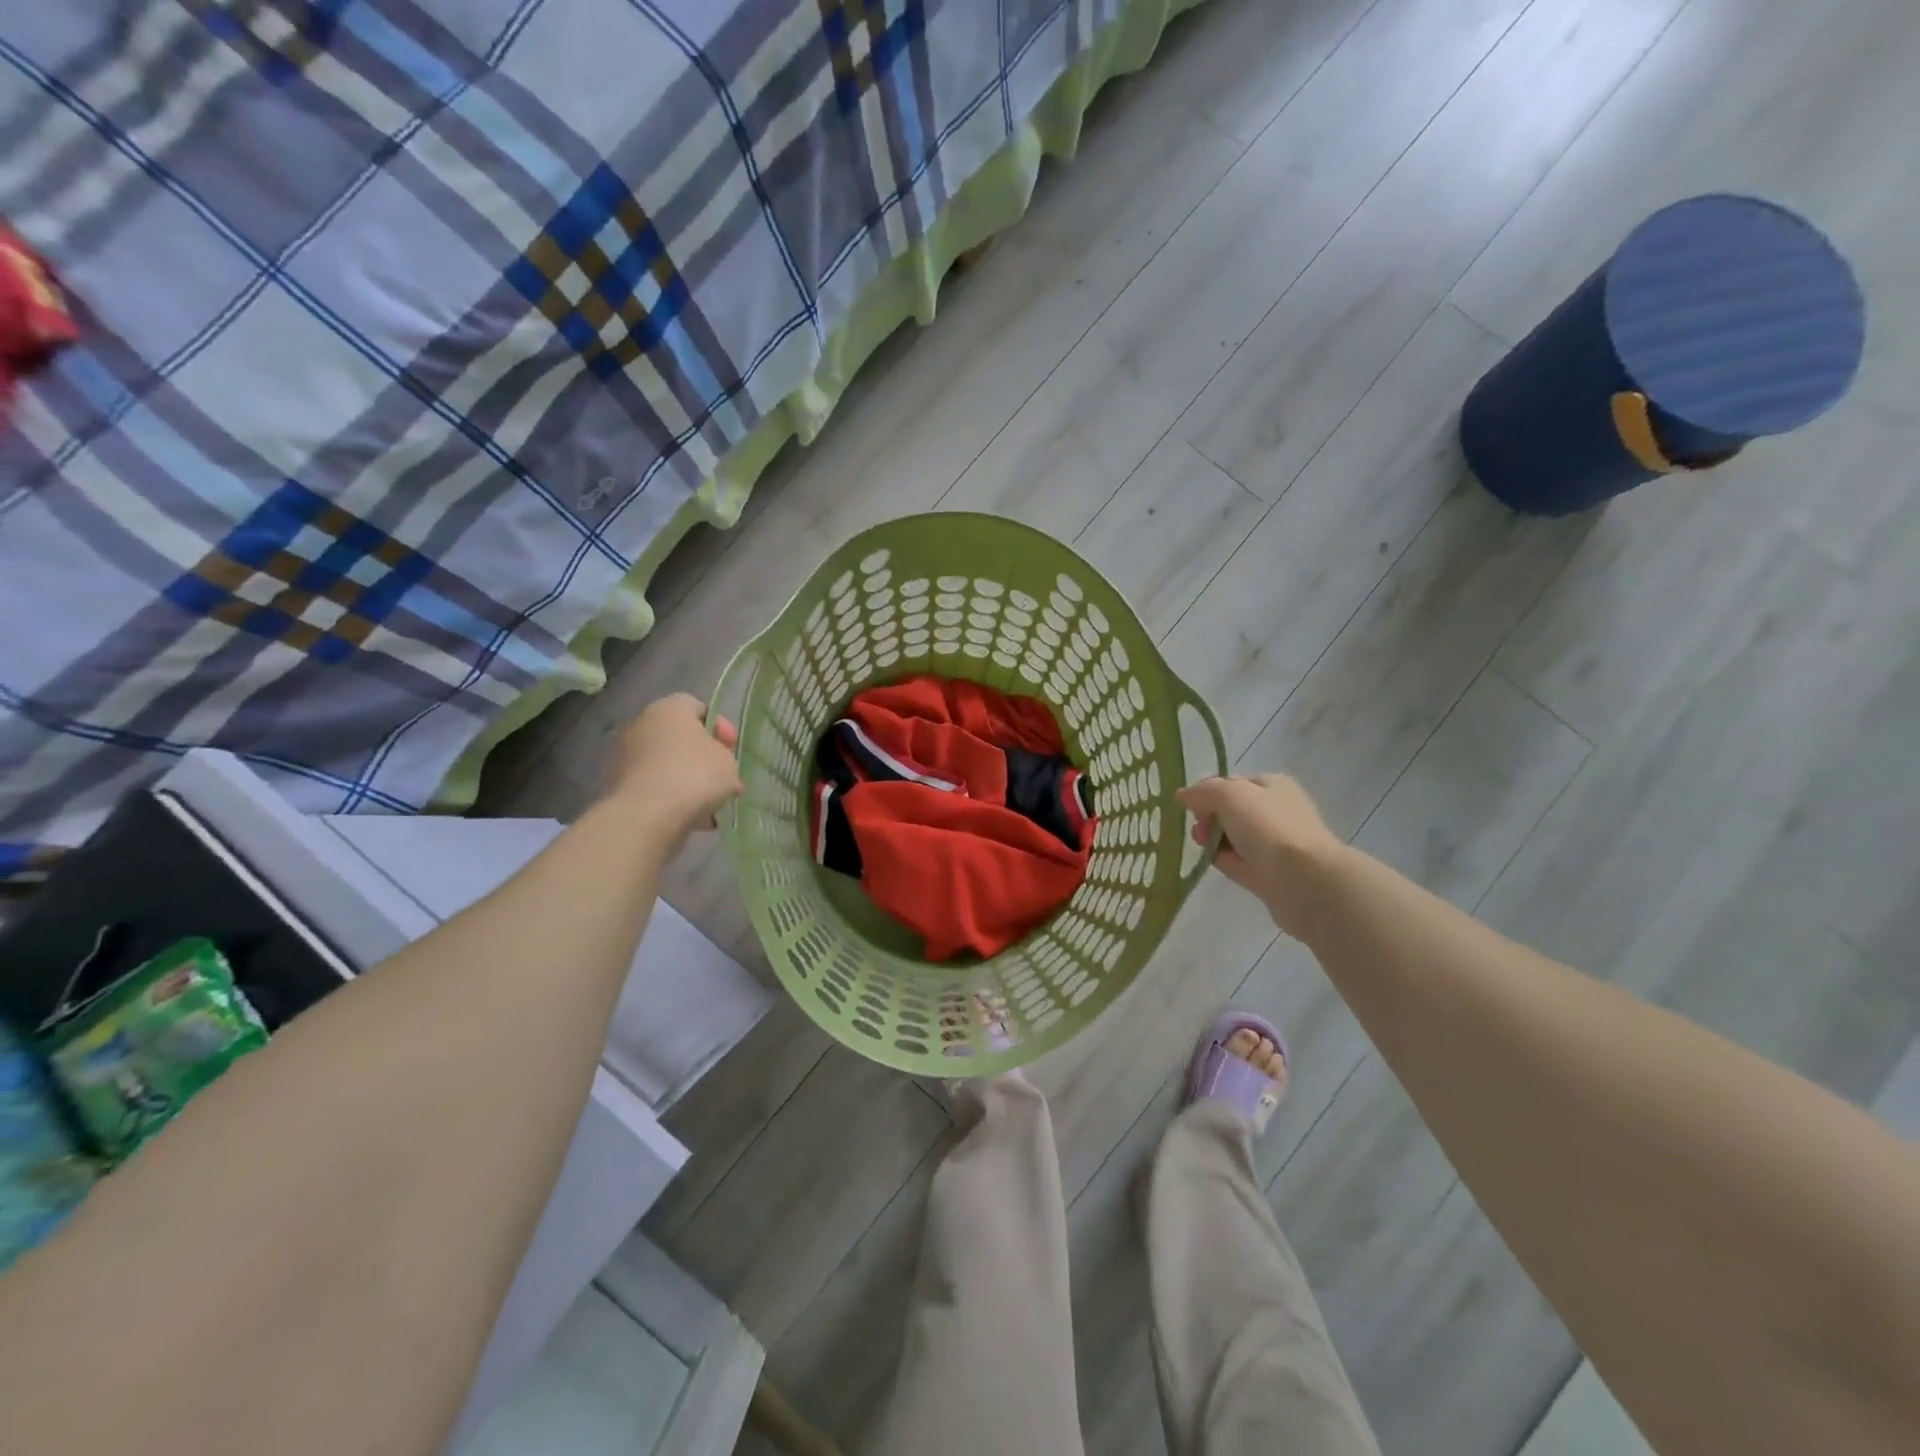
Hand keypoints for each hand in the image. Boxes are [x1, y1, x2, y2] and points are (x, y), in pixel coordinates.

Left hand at [603, 694, 743, 845]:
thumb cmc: (694, 775)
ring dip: (685, 779)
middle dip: (701, 756)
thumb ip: (726, 758)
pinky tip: (690, 817)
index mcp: (670, 708)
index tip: (731, 750)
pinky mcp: (617, 784)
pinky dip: (669, 797)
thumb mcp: (728, 762)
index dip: (720, 728)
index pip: (699, 708)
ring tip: (708, 804)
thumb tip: (720, 769)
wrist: (647, 815)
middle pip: (679, 736)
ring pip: (665, 763)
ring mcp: (624, 754)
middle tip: (721, 777)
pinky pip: (653, 786)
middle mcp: (642, 723)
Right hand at [1178, 773, 1343, 937]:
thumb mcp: (1229, 795)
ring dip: (1214, 840)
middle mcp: (1276, 811)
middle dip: (1209, 818)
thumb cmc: (1267, 827)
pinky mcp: (1270, 873)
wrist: (1303, 879)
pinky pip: (1239, 862)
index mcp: (1273, 785)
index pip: (1233, 783)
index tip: (1192, 807)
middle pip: (1231, 811)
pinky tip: (1213, 863)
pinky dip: (1224, 861)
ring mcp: (1275, 844)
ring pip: (1234, 837)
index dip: (1209, 792)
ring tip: (1203, 847)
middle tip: (1199, 830)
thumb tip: (1184, 795)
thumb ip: (1203, 792)